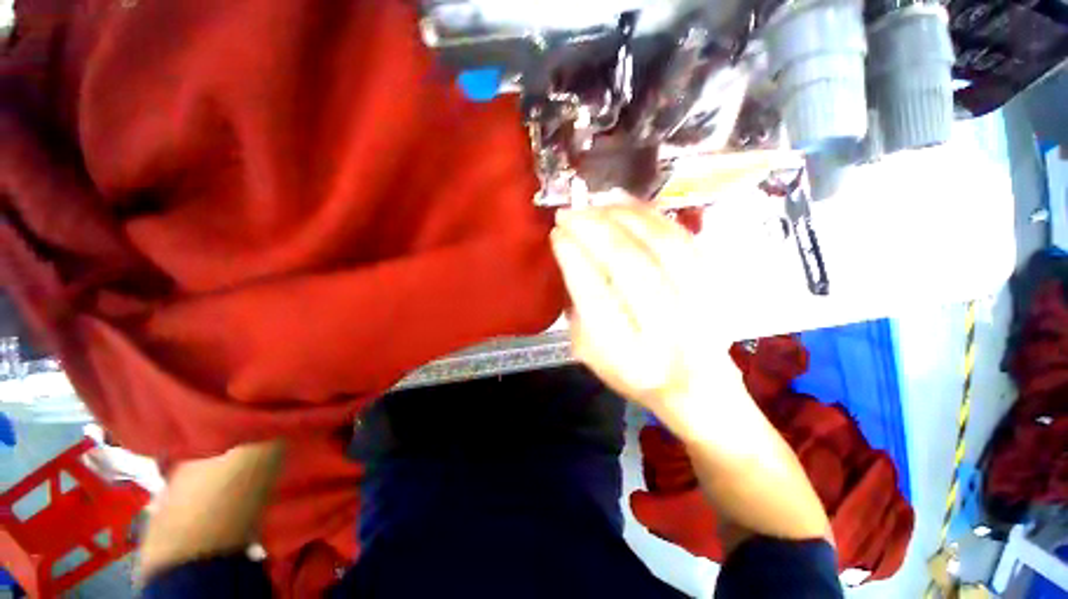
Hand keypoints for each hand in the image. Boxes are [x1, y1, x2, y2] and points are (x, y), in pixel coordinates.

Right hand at [550, 202, 733, 429]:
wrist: (696, 387)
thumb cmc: (633, 372)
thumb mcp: (590, 352)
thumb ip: (578, 308)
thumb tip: (572, 254)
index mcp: (626, 355)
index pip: (594, 295)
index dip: (573, 258)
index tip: (556, 234)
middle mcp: (665, 330)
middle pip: (628, 264)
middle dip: (593, 229)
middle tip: (568, 213)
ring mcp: (698, 305)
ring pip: (658, 244)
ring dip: (620, 217)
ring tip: (594, 205)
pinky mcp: (716, 286)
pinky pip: (682, 238)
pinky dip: (651, 216)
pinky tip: (627, 206)